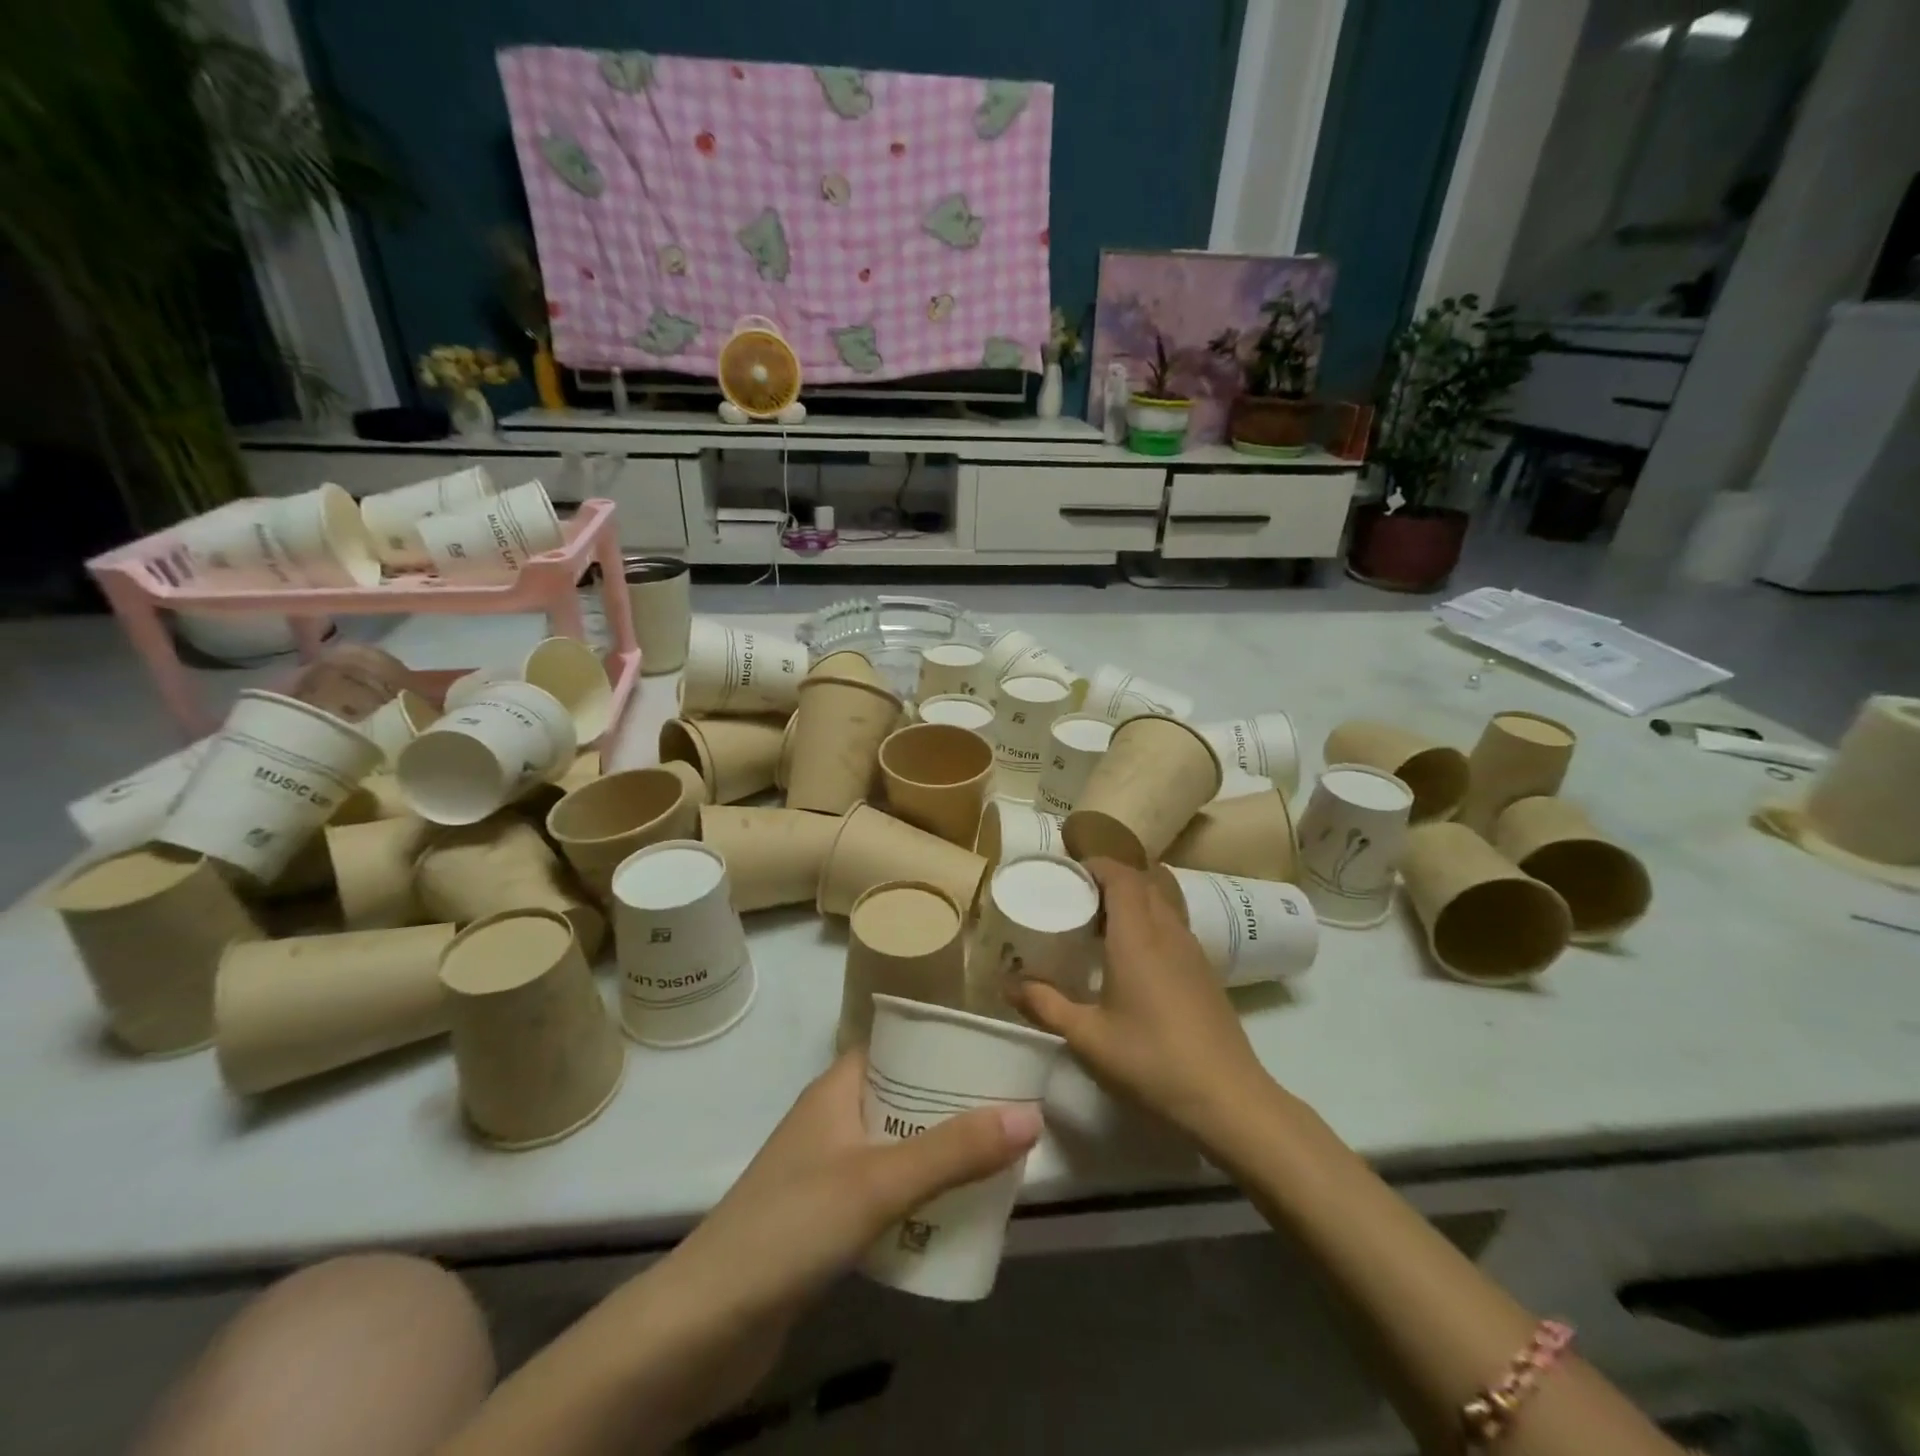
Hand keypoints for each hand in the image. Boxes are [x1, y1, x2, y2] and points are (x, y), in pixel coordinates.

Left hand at [639, 1054, 1041, 1425]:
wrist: (704, 1326)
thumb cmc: (791, 1227)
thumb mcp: (879, 1182)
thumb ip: (953, 1151)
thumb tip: (1030, 1115)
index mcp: (837, 1089)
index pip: (895, 1046)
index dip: (940, 1045)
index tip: (993, 1054)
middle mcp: (831, 1120)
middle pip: (901, 1097)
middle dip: (951, 1104)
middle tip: (1009, 1112)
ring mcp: (825, 1171)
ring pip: (894, 1147)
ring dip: (937, 1153)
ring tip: (994, 1160)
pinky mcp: (823, 1221)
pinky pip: (883, 1192)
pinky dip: (916, 1195)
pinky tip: (950, 1215)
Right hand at [1007, 858, 1273, 1146]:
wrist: (1227, 1098)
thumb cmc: (1151, 1060)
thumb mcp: (1087, 1037)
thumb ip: (1044, 1005)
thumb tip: (1005, 984)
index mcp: (1137, 937)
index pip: (1122, 876)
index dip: (1097, 864)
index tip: (1069, 871)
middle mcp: (1167, 932)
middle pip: (1143, 883)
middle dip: (1110, 879)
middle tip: (1077, 897)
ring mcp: (1192, 950)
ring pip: (1161, 903)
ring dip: (1133, 900)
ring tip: (1101, 924)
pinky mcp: (1205, 971)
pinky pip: (1174, 925)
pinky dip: (1150, 922)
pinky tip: (1134, 957)